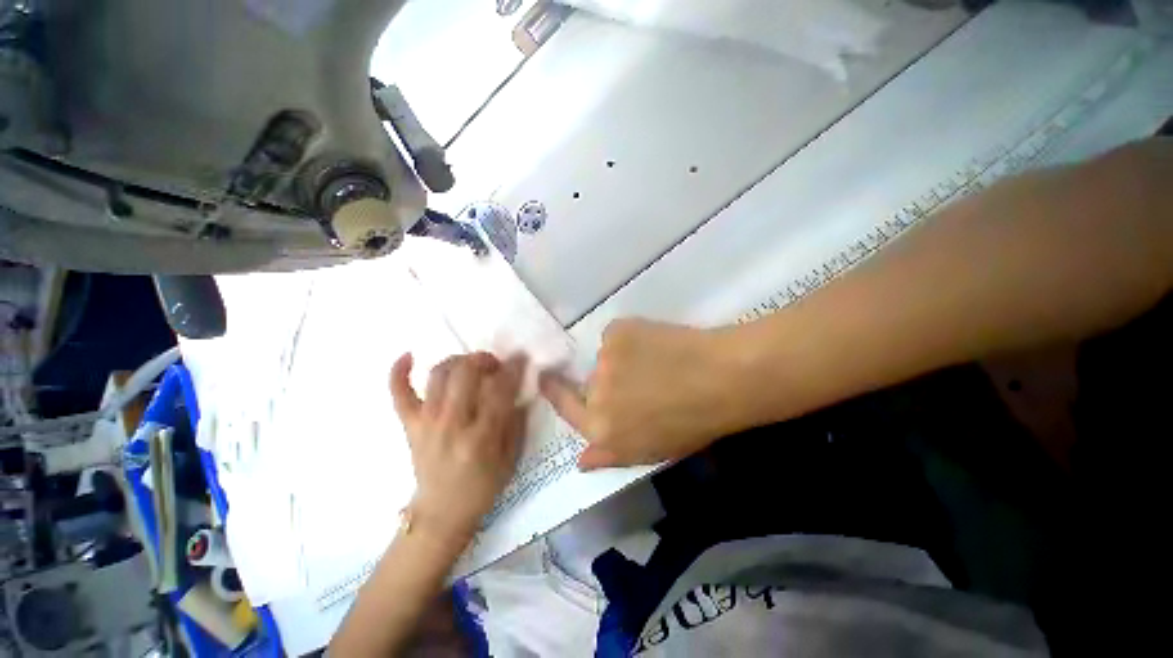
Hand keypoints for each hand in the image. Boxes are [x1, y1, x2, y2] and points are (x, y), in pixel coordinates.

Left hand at [390, 351, 525, 545]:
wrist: (441, 512)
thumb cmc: (482, 487)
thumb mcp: (511, 458)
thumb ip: (515, 422)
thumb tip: (516, 391)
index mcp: (481, 437)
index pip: (499, 391)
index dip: (512, 369)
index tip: (521, 357)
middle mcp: (452, 424)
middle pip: (465, 374)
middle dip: (483, 359)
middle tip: (494, 364)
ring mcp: (426, 423)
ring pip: (438, 375)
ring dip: (458, 361)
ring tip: (469, 365)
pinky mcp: (410, 426)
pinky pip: (399, 394)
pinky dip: (399, 372)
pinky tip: (408, 355)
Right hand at [540, 319, 749, 469]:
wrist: (720, 378)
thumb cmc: (692, 423)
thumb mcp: (649, 451)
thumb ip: (609, 455)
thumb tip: (580, 459)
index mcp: (601, 428)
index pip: (565, 406)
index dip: (554, 391)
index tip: (545, 378)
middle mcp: (595, 394)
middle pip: (589, 382)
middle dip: (609, 382)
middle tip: (642, 380)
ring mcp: (604, 359)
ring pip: (605, 357)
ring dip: (623, 359)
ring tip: (657, 362)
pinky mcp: (617, 331)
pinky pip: (616, 336)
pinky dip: (631, 339)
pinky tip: (657, 345)